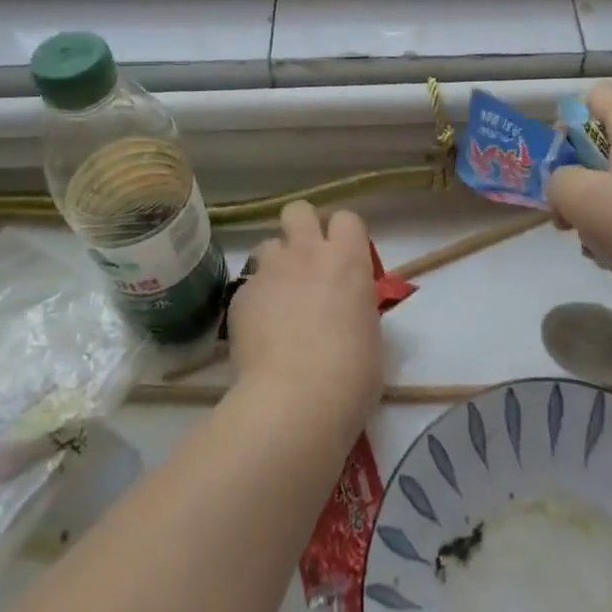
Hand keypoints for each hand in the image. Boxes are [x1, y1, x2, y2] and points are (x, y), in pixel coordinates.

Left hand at [227, 201, 381, 436]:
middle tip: (306, 260)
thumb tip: (348, 310)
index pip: (347, 218)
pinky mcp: (240, 296)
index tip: (343, 256)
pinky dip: (255, 301)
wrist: (296, 401)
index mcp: (348, 259)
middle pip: (299, 210)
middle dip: (301, 227)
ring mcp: (270, 271)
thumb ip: (357, 307)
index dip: (343, 234)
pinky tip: (259, 331)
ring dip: (275, 264)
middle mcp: (307, 253)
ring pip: (268, 245)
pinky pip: (248, 285)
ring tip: (278, 297)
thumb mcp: (371, 334)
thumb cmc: (351, 374)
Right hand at [546, 83, 611, 315]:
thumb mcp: (579, 199)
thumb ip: (558, 180)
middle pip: (609, 142)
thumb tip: (565, 186)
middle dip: (580, 173)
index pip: (599, 95)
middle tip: (568, 210)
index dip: (571, 120)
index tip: (561, 159)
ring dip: (601, 206)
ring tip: (594, 243)